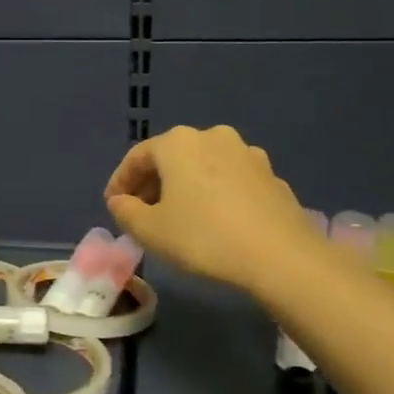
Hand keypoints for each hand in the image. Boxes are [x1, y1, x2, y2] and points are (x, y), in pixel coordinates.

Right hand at [104, 125, 317, 291]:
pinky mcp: (271, 176)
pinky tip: (214, 222)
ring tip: (178, 218)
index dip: (120, 182)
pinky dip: (214, 195)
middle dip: (152, 184)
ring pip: (202, 167)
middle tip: (142, 213)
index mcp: (178, 143)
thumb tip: (120, 201)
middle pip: (171, 158)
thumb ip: (125, 212)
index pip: (137, 157)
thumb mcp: (150, 231)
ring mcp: (247, 154)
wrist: (281, 256)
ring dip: (185, 188)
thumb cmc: (204, 237)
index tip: (113, 206)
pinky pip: (229, 181)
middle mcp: (213, 137)